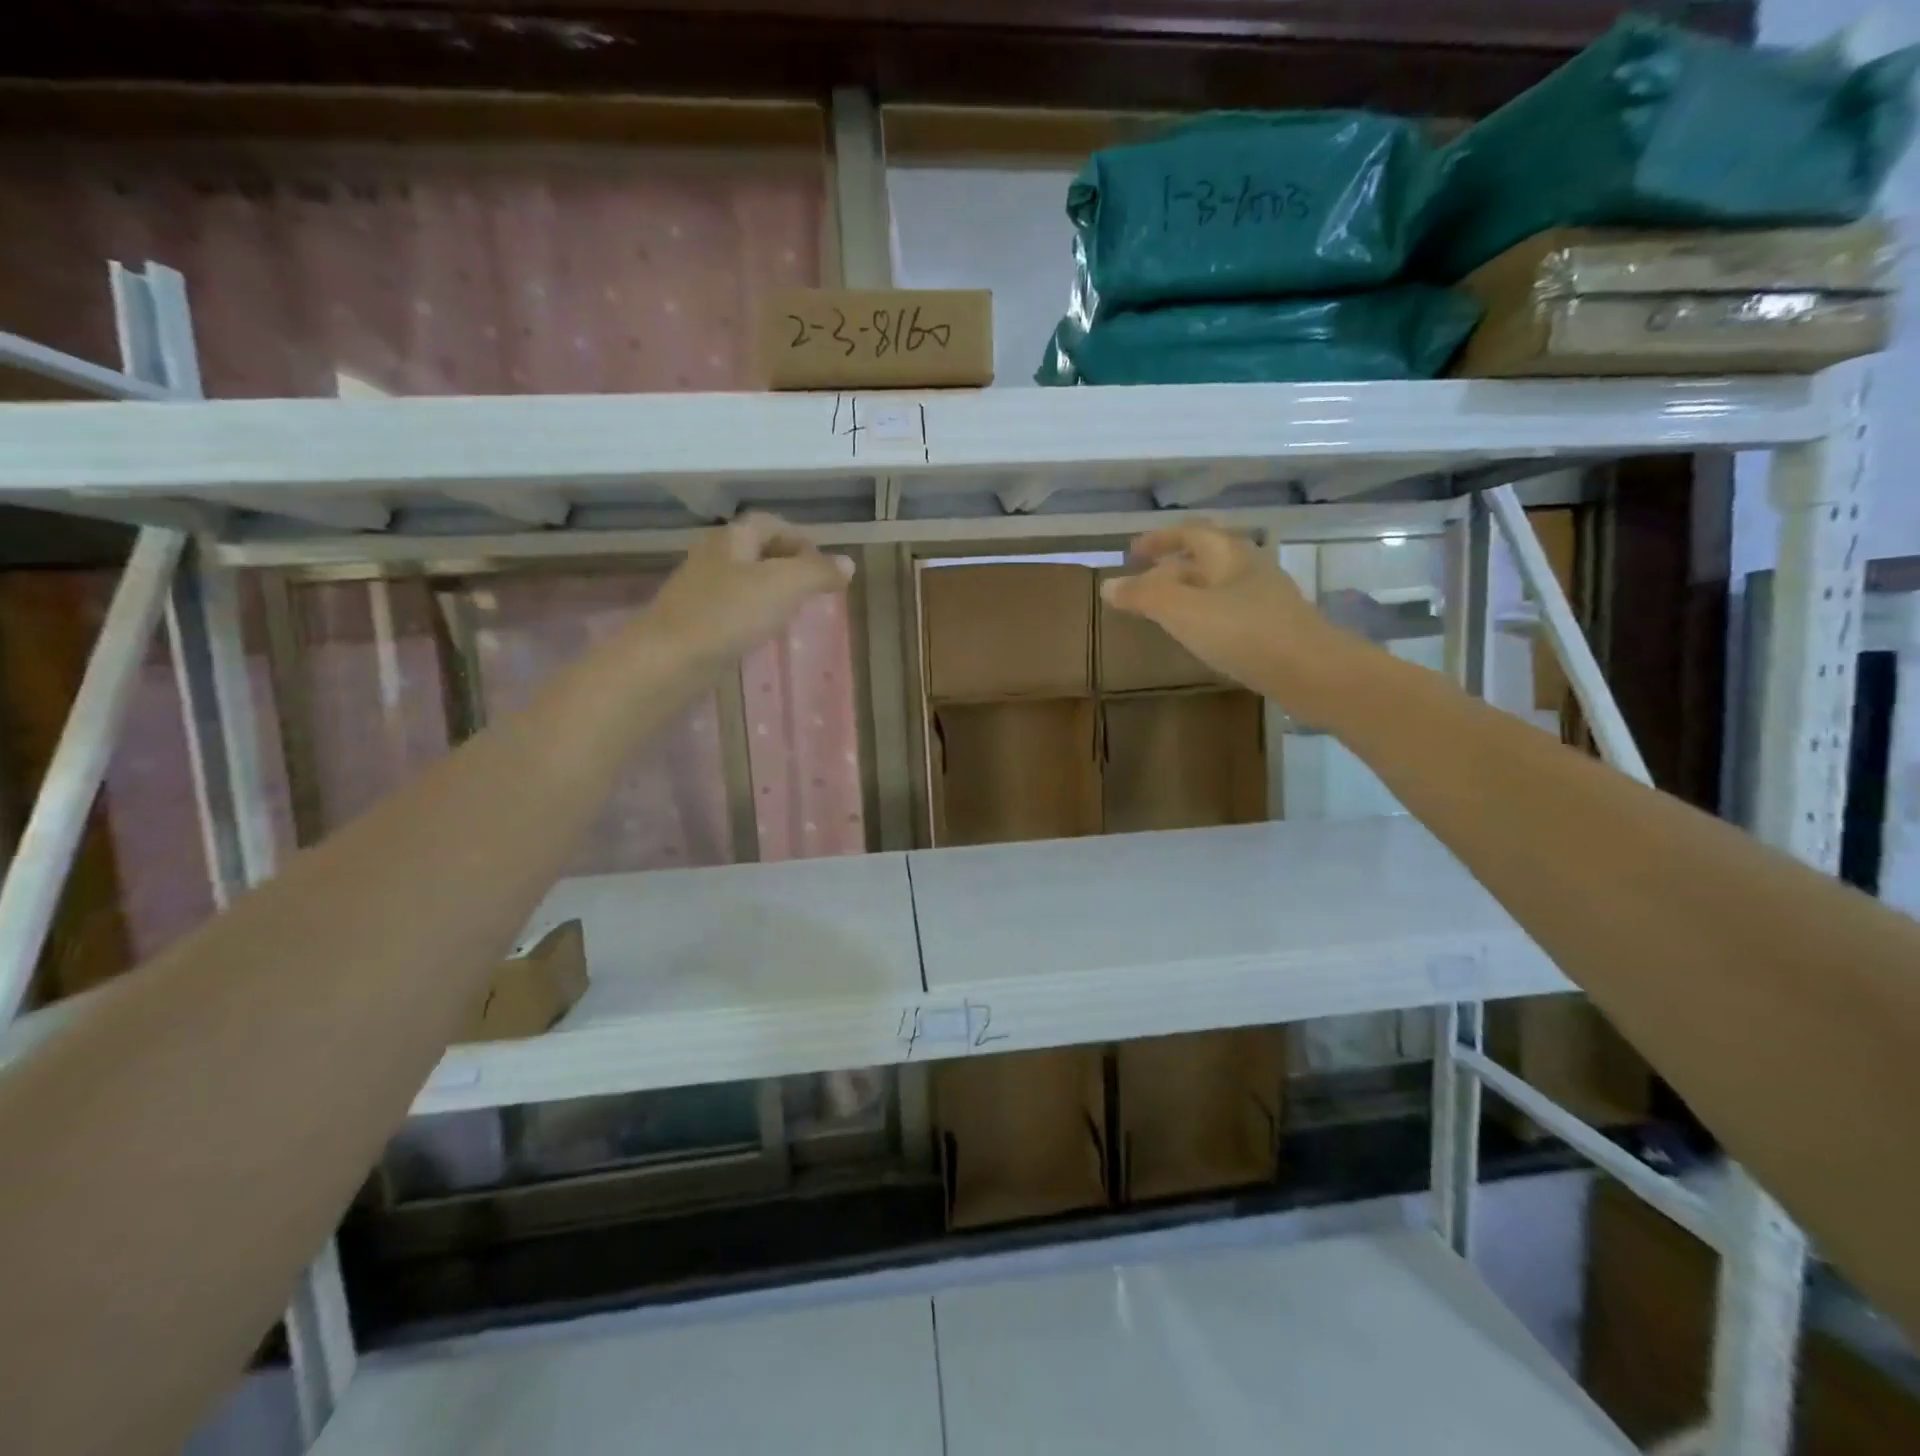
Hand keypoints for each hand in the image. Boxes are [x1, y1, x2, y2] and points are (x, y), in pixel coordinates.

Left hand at [647, 513, 853, 669]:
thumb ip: (818, 572)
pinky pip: (732, 606)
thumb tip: (848, 563)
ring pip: (744, 579)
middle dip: (787, 563)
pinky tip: (762, 632)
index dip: (801, 538)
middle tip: (814, 587)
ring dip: (771, 589)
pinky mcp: (695, 619)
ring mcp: (700, 589)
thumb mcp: (785, 586)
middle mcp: (714, 556)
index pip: (771, 524)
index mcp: (733, 538)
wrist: (670, 658)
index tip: (824, 563)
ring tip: (794, 610)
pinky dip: (753, 612)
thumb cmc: (730, 614)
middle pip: (757, 550)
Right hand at [1101, 523, 1346, 702]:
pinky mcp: (1272, 628)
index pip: (1189, 533)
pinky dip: (1204, 615)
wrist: (1311, 672)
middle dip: (1171, 567)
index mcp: (1228, 554)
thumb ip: (1144, 597)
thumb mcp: (1183, 611)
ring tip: (1163, 611)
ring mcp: (1264, 598)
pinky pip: (1229, 611)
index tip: (1131, 552)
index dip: (1158, 539)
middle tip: (1142, 584)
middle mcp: (1249, 568)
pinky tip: (1197, 636)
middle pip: (1204, 558)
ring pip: (1217, 586)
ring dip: (1188, 592)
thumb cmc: (1244, 633)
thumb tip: (1108, 585)